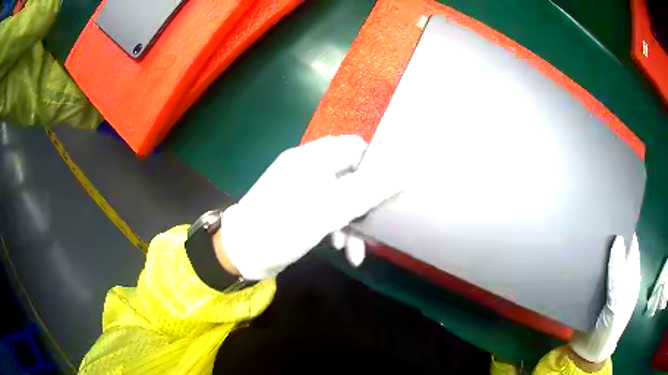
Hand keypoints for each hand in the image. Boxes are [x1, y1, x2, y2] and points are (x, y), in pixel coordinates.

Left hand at [218, 135, 398, 279]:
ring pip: (340, 197)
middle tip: (374, 223)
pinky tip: (344, 250)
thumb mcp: (330, 209)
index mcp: (313, 158)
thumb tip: (403, 170)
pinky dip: (338, 227)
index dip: (374, 165)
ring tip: (357, 249)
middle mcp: (307, 168)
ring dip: (352, 221)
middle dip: (364, 202)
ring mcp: (302, 189)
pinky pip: (326, 210)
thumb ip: (368, 189)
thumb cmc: (283, 227)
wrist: (242, 253)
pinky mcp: (298, 208)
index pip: (354, 146)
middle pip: (350, 175)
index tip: (387, 190)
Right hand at [570, 234, 641, 363]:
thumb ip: (619, 274)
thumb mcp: (617, 302)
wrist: (588, 353)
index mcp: (631, 277)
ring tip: (586, 237)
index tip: (614, 215)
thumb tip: (618, 239)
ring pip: (605, 262)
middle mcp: (621, 278)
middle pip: (618, 252)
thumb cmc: (609, 327)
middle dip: (610, 239)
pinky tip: (579, 259)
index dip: (626, 231)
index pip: (631, 246)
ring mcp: (608, 286)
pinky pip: (593, 274)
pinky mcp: (593, 293)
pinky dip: (588, 267)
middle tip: (596, 223)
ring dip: (597, 253)